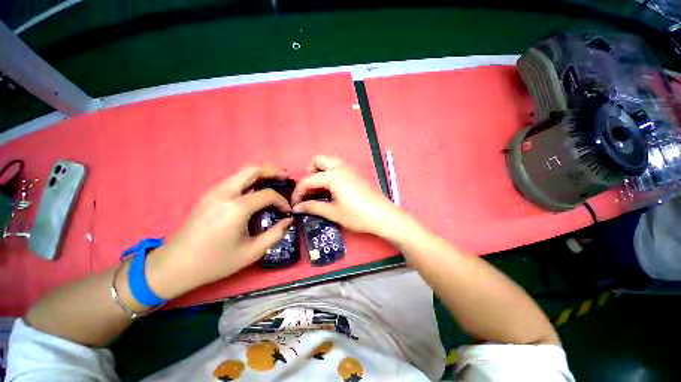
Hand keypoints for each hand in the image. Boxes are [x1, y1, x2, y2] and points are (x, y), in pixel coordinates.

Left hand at [147, 165, 292, 298]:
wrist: (174, 265)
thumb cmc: (214, 262)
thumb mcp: (251, 253)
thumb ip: (275, 234)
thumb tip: (288, 220)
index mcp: (236, 208)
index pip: (267, 194)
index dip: (282, 201)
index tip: (287, 211)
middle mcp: (225, 193)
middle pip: (253, 170)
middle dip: (273, 171)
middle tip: (286, 177)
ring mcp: (214, 191)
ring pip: (242, 172)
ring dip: (261, 174)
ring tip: (275, 181)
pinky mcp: (209, 195)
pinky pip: (234, 180)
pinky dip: (250, 180)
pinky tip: (256, 191)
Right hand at [291, 155, 412, 241]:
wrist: (384, 216)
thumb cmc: (358, 215)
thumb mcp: (333, 212)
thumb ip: (313, 207)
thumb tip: (296, 208)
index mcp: (333, 175)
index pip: (308, 180)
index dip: (298, 192)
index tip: (295, 205)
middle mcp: (341, 167)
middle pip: (318, 160)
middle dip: (309, 174)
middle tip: (311, 191)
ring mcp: (350, 169)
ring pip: (329, 162)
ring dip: (320, 172)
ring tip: (320, 190)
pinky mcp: (356, 174)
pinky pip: (338, 167)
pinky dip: (330, 174)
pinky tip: (332, 190)